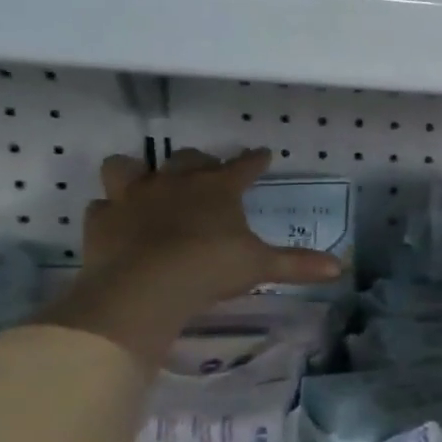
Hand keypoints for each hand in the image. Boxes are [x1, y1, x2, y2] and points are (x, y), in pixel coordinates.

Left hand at [85, 147, 340, 302]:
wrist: (144, 286)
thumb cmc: (211, 267)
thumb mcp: (261, 266)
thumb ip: (298, 264)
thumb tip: (340, 267)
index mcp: (218, 189)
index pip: (243, 166)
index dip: (255, 161)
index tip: (263, 154)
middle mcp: (175, 183)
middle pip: (188, 158)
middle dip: (200, 162)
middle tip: (208, 174)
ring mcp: (132, 198)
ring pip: (128, 167)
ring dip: (138, 173)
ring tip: (148, 185)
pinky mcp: (101, 221)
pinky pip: (102, 207)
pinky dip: (110, 211)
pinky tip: (119, 222)